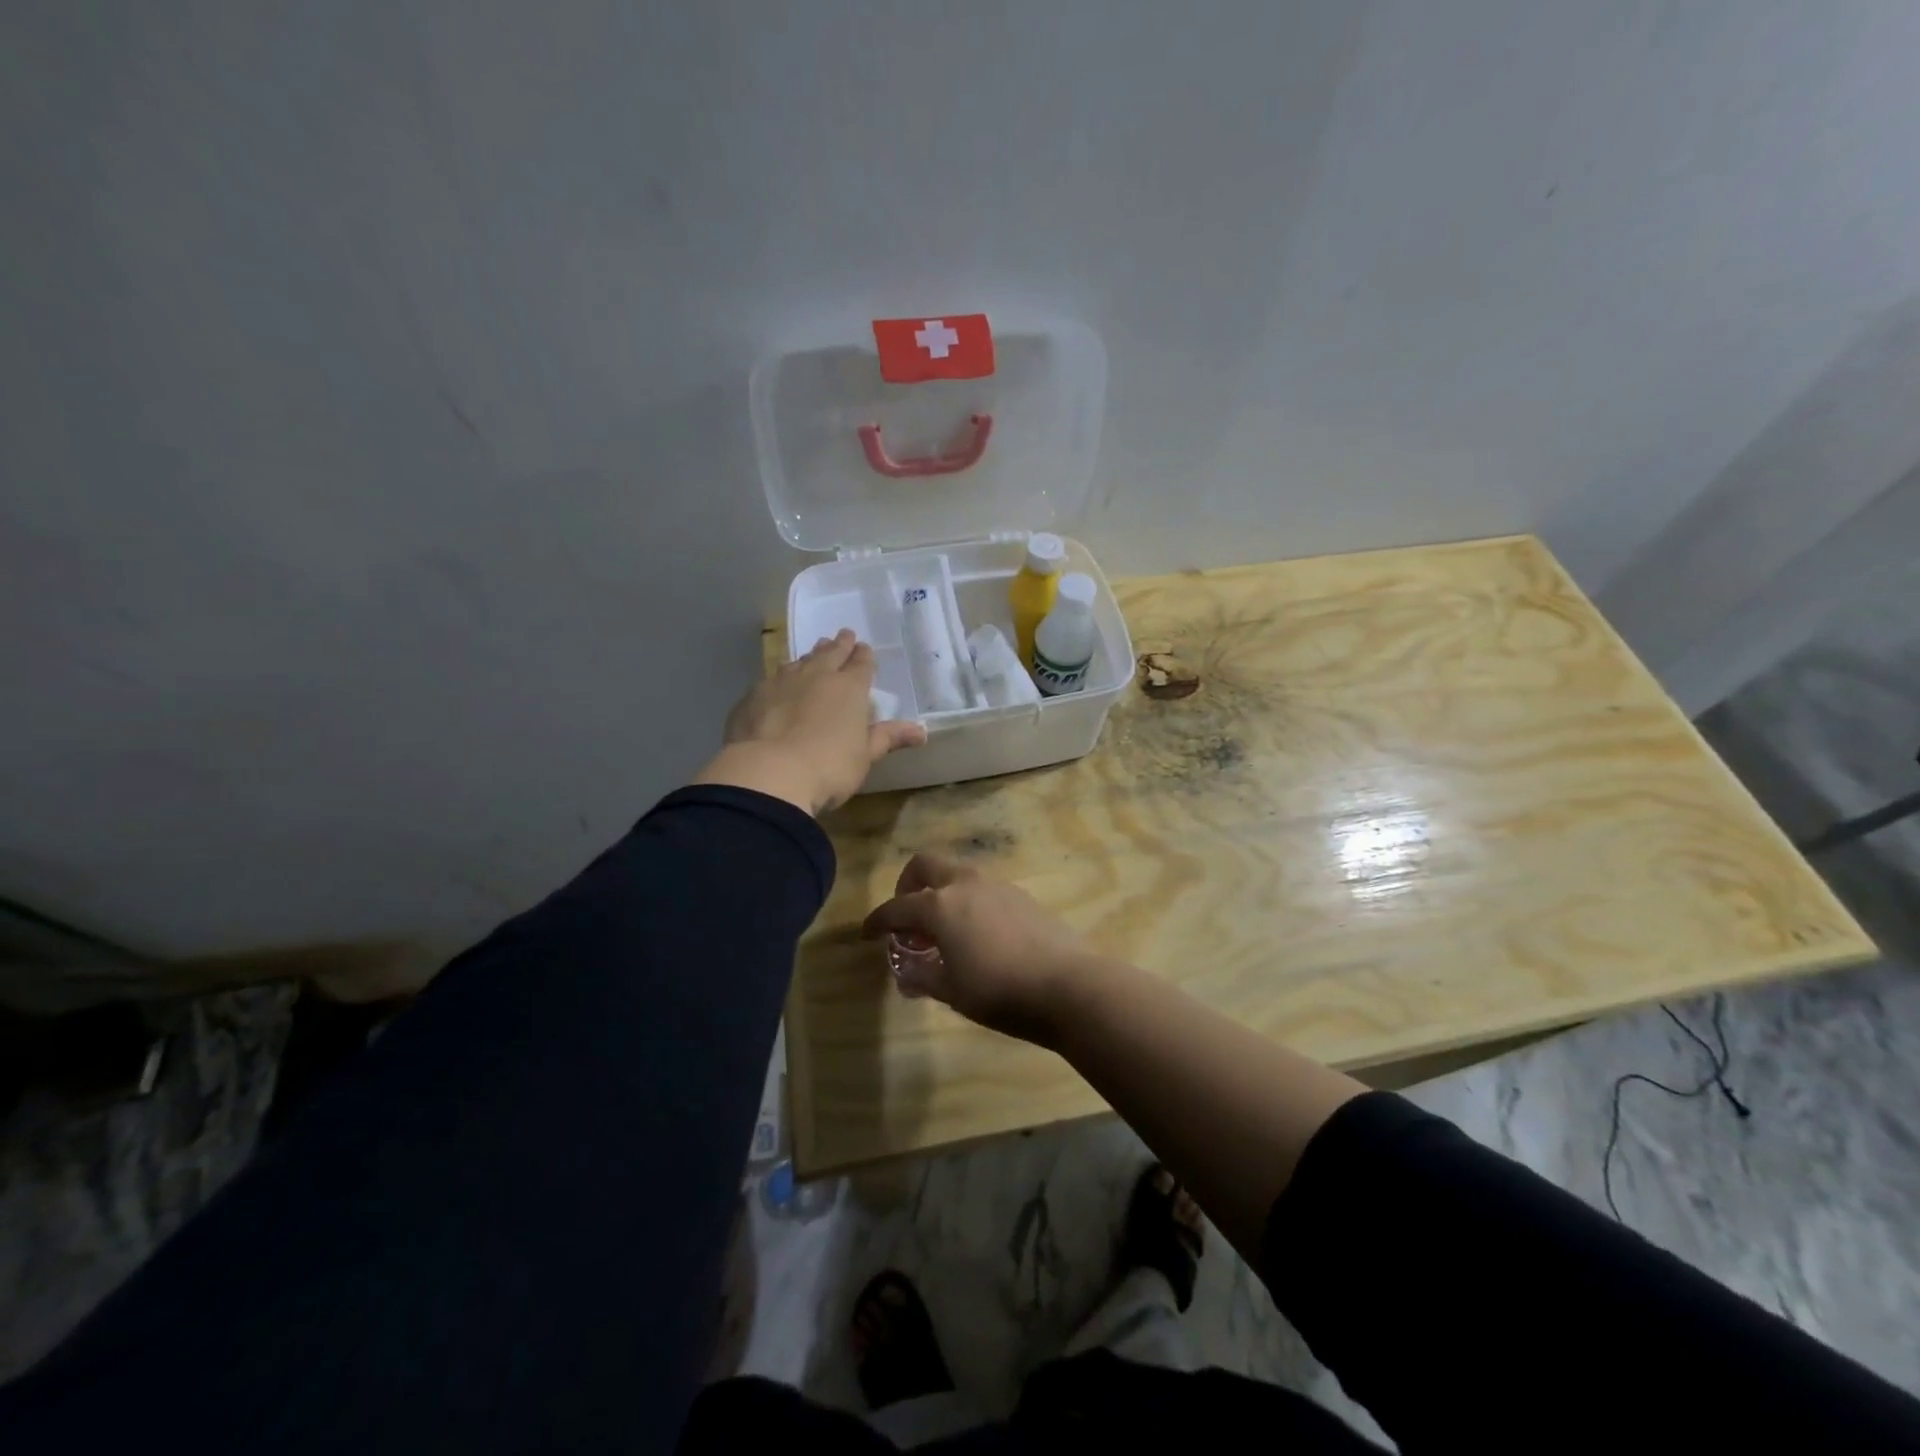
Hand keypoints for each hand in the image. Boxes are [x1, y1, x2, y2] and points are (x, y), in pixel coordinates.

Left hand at [694, 630, 925, 815]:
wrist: (769, 773)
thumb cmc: (829, 767)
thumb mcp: (865, 756)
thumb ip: (888, 738)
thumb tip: (921, 731)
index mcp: (849, 689)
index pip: (861, 665)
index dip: (864, 657)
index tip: (864, 648)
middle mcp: (816, 676)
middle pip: (830, 654)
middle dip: (839, 645)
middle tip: (843, 635)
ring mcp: (780, 683)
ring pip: (798, 662)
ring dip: (808, 657)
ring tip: (812, 653)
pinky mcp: (752, 698)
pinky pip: (770, 680)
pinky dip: (779, 678)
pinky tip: (777, 684)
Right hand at [861, 853, 1091, 1044]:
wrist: (1068, 985)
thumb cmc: (999, 991)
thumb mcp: (951, 991)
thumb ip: (923, 976)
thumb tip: (908, 971)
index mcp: (940, 905)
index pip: (896, 908)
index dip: (877, 921)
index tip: (867, 934)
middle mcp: (965, 885)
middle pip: (926, 866)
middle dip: (908, 886)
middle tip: (908, 919)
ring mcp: (997, 886)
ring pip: (957, 874)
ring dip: (941, 893)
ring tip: (943, 932)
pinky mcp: (1021, 896)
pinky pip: (982, 889)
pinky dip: (968, 902)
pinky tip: (977, 934)